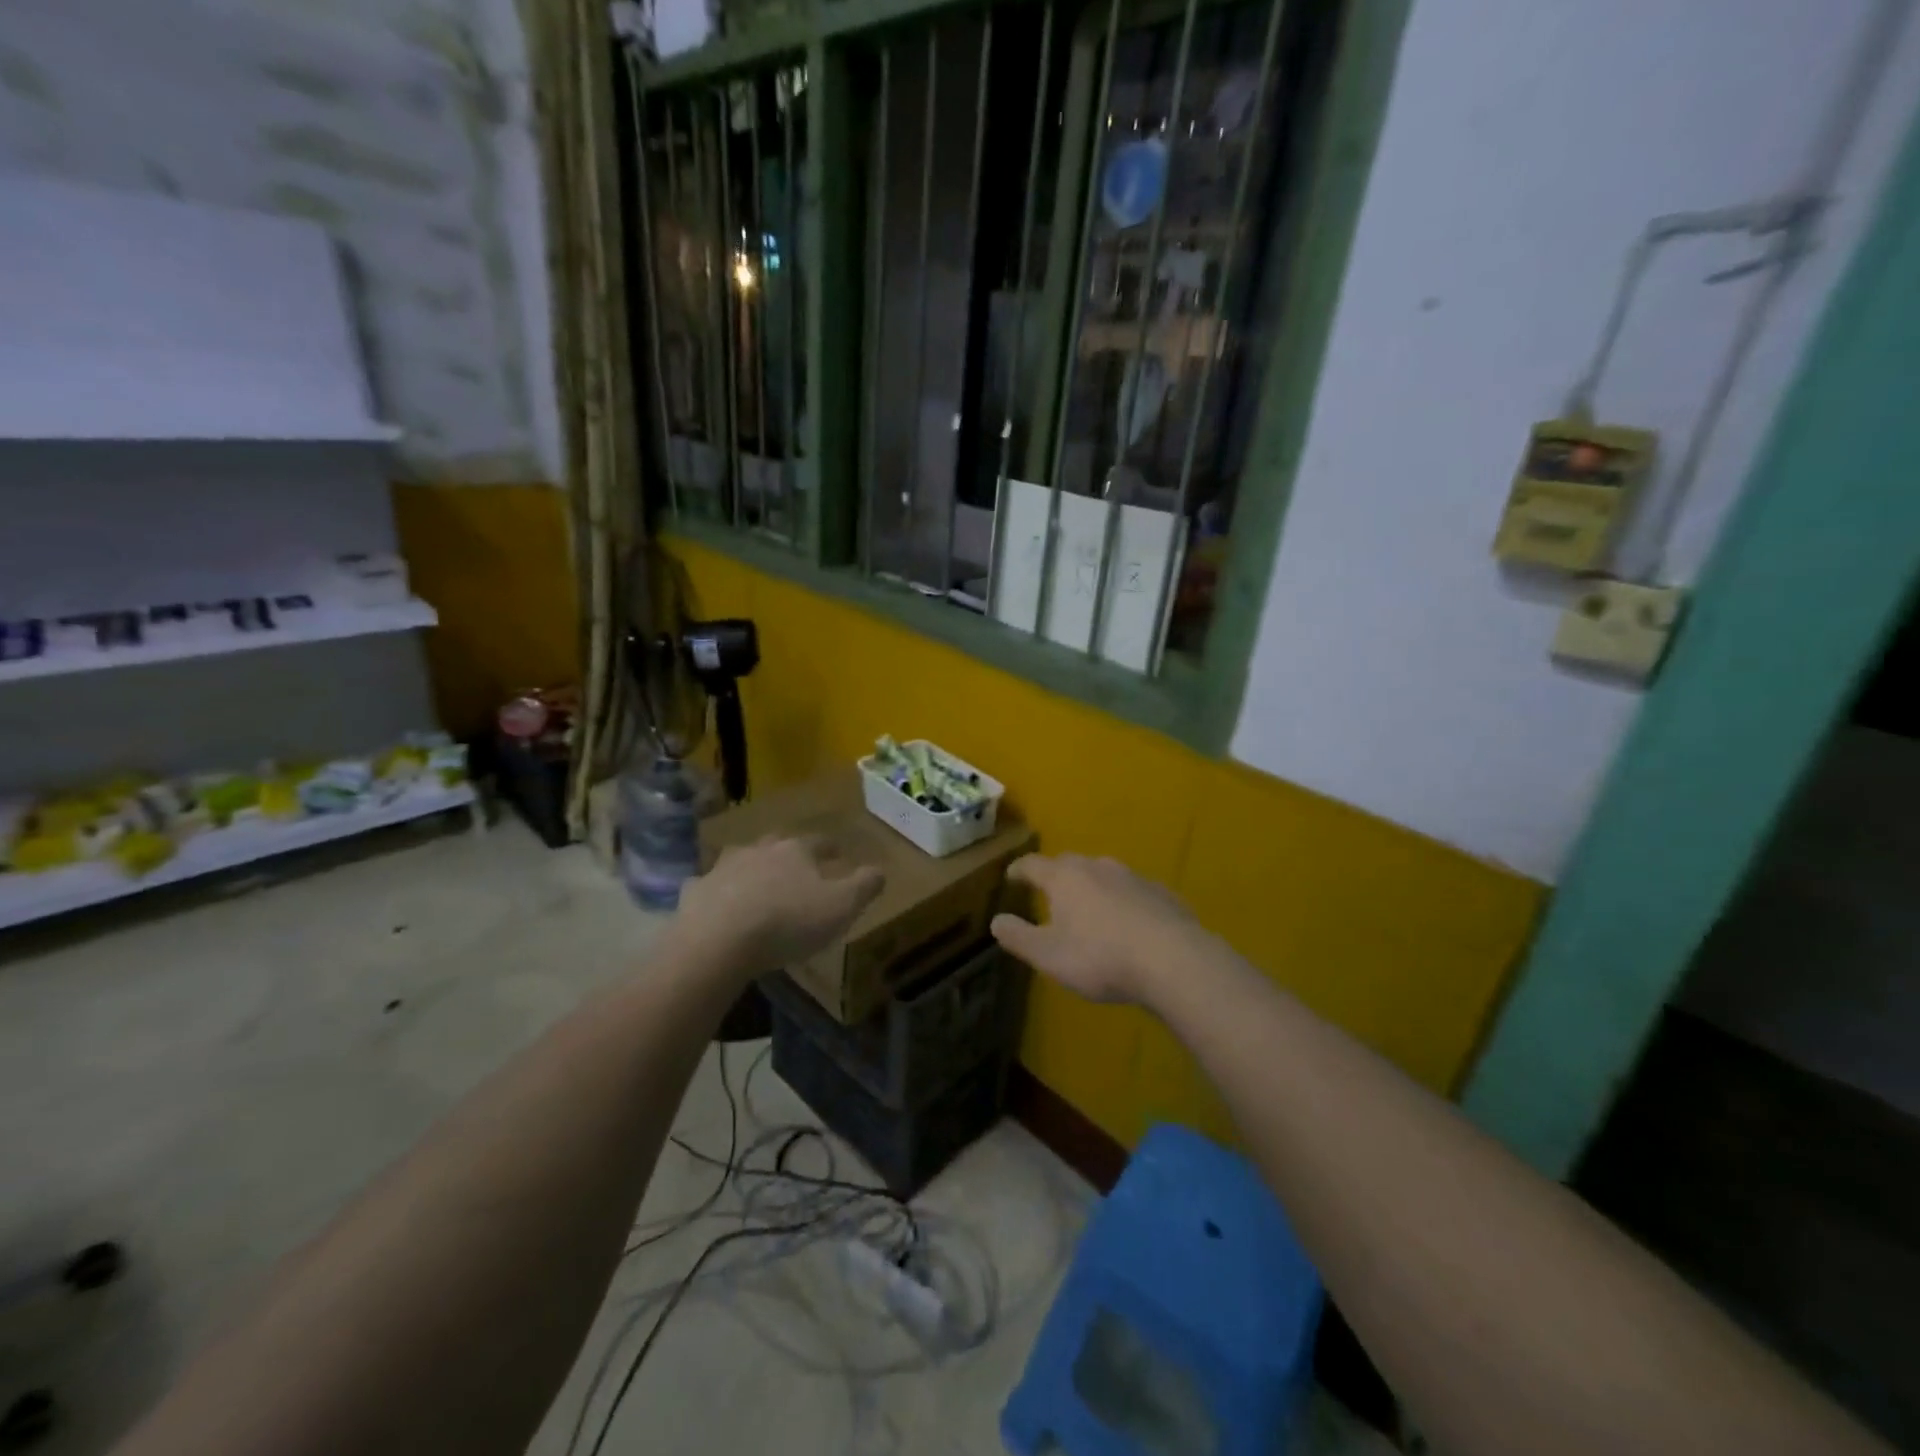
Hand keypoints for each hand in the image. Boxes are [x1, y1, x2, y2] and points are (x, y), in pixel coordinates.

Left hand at [674, 835, 884, 977]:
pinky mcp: (696, 892)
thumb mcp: (841, 907)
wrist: (717, 942)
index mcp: (795, 850)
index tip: (839, 852)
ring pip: (742, 860)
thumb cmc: (787, 922)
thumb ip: (864, 886)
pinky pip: (710, 887)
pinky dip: (717, 892)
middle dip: (789, 853)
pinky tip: (719, 904)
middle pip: (778, 845)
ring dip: (752, 868)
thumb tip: (880, 869)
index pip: (820, 842)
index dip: (832, 848)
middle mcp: (758, 849)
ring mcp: (722, 868)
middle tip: (799, 867)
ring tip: (760, 885)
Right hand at [990, 853, 1202, 1005]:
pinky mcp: (1161, 893)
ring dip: (1091, 887)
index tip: (1010, 876)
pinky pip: (1132, 892)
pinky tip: (1127, 923)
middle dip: (1055, 876)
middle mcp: (1097, 867)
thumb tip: (995, 921)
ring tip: (1088, 908)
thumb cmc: (1101, 958)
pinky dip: (1122, 901)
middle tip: (1048, 893)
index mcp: (1064, 878)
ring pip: (1103, 874)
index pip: (1032, 864)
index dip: (1019, 870)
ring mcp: (1133, 877)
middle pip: (1069, 864)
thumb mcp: (1049, 956)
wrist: (1174, 960)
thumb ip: (1019, 937)